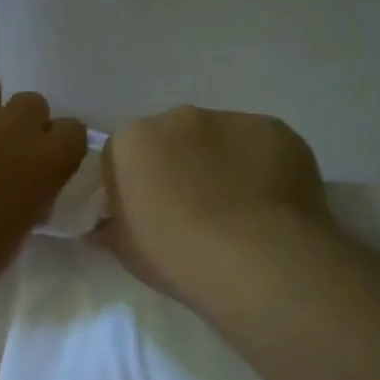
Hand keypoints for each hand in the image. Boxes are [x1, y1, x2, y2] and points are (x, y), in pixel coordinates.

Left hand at [0, 77, 87, 292]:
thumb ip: (27, 198)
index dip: (58, 144)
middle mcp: (12, 127)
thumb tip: (20, 191)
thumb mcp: (19, 230)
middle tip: (1, 152)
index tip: (43, 162)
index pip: (73, 130)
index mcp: (44, 159)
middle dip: (20, 123)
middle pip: (32, 103)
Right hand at [94, 106, 329, 308]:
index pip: (121, 155)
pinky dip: (260, 168)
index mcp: (132, 141)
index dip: (131, 184)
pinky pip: (260, 148)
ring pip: (219, 140)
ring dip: (220, 165)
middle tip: (190, 212)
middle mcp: (179, 117)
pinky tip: (269, 206)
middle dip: (177, 166)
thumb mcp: (125, 251)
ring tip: (236, 212)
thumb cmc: (177, 254)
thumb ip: (110, 229)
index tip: (144, 214)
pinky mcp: (278, 131)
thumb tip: (101, 228)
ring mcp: (232, 119)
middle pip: (171, 139)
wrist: (257, 261)